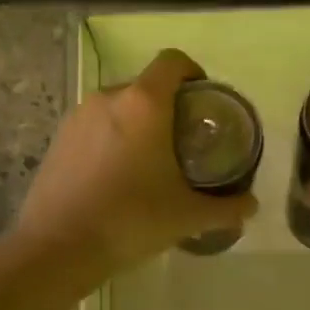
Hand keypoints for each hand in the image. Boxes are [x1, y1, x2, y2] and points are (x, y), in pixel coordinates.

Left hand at [16, 49, 257, 272]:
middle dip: (168, 106)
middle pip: (146, 86)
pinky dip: (111, 140)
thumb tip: (251, 205)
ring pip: (118, 108)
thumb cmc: (131, 220)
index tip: (203, 101)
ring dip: (137, 124)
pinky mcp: (58, 139)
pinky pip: (94, 127)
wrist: (58, 248)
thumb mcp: (187, 216)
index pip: (173, 62)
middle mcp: (108, 98)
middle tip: (183, 142)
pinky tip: (116, 177)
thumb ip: (226, 207)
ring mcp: (77, 117)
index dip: (193, 73)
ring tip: (150, 162)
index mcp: (144, 104)